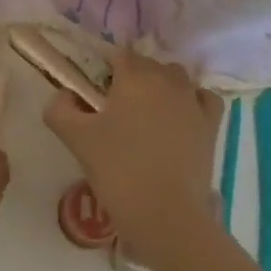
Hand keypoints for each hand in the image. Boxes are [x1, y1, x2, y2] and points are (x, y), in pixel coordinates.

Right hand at [43, 50, 223, 270]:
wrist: (166, 215)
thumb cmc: (118, 171)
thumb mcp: (76, 139)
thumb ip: (60, 109)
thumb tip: (64, 95)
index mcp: (134, 77)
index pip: (120, 55)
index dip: (106, 70)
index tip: (96, 94)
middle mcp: (166, 80)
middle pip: (147, 64)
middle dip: (132, 78)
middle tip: (116, 110)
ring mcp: (192, 101)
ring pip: (176, 77)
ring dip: (161, 86)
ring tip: (146, 115)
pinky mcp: (211, 124)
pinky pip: (203, 97)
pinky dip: (193, 99)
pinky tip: (181, 116)